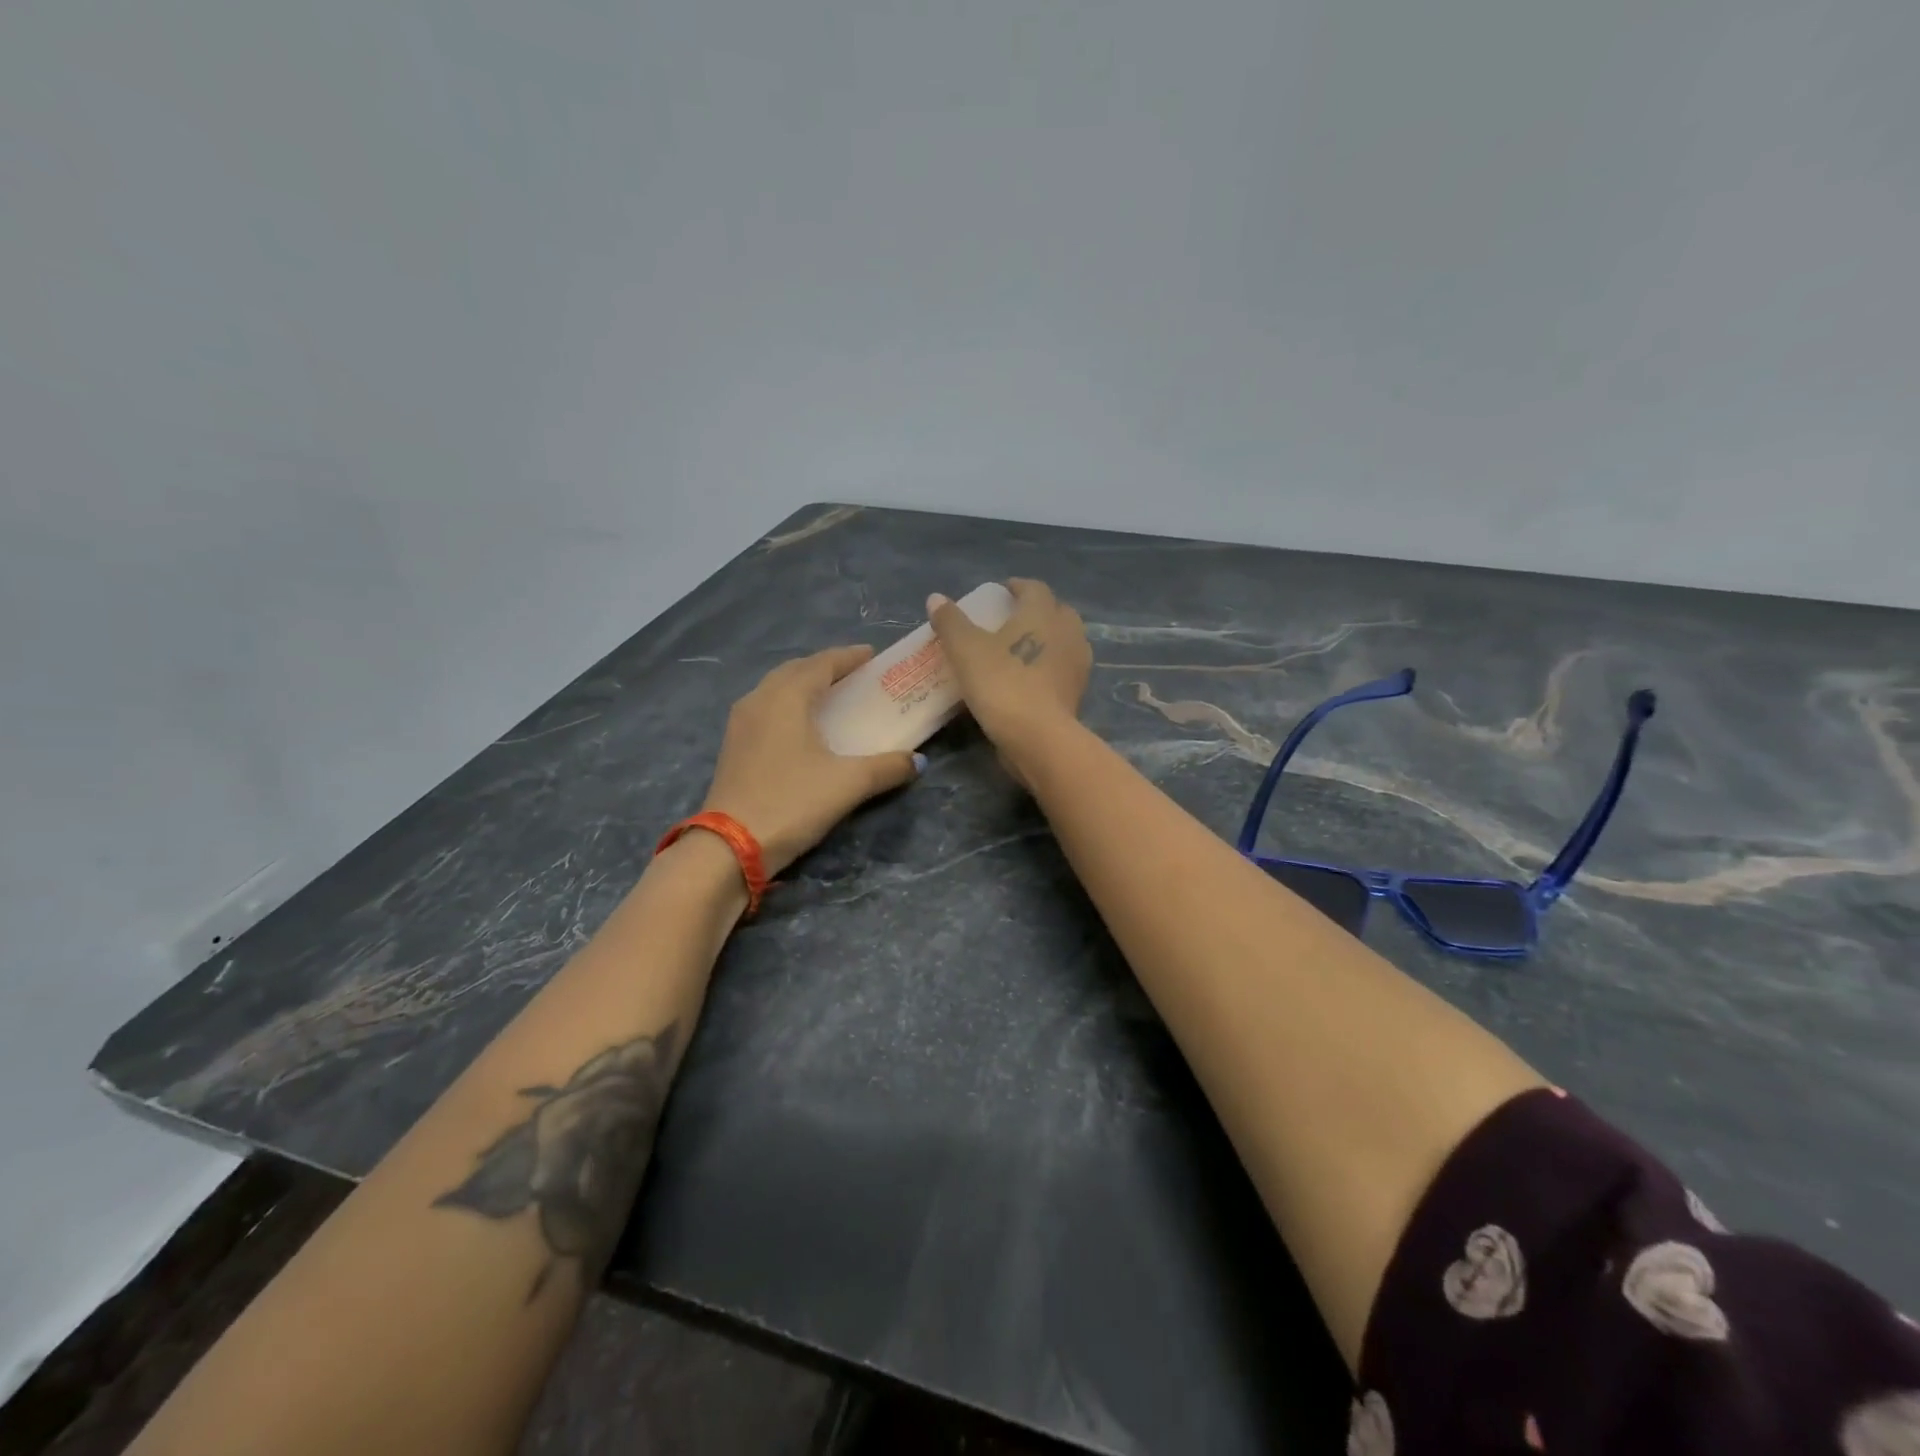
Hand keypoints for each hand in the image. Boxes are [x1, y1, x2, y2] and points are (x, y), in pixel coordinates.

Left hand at [701, 645, 921, 875]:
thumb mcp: (848, 784)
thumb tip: (917, 761)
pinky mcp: (733, 746)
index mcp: (786, 697)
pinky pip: (766, 708)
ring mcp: (741, 723)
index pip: (821, 663)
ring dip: (803, 684)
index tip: (872, 655)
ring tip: (829, 695)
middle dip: (825, 667)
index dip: (848, 657)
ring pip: (776, 689)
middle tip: (854, 674)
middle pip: (795, 670)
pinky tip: (801, 726)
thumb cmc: (792, 802)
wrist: (730, 846)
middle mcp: (759, 700)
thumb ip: (887, 767)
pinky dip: (788, 704)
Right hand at [926, 578, 1090, 781]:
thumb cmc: (1001, 684)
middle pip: (1056, 610)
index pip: (1034, 588)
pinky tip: (1031, 677)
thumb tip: (936, 598)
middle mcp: (1067, 631)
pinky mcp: (1078, 692)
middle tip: (1012, 619)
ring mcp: (1077, 663)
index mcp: (1042, 613)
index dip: (1017, 586)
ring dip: (1047, 638)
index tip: (1002, 591)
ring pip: (1064, 640)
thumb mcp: (965, 650)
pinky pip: (1063, 668)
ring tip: (1021, 648)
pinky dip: (1050, 665)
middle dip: (1037, 610)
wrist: (1038, 737)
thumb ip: (951, 622)